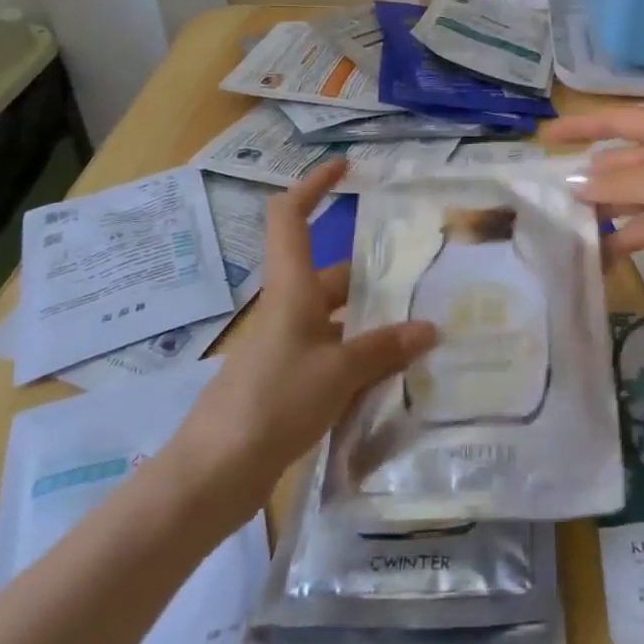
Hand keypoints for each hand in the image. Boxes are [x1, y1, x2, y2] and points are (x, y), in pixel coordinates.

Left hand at [171, 159, 435, 503]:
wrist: (212, 476)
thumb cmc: (272, 404)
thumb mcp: (337, 373)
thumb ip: (385, 348)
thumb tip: (431, 329)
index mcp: (291, 290)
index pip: (290, 218)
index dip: (314, 185)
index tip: (345, 167)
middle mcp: (288, 310)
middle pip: (333, 276)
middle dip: (375, 277)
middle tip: (424, 282)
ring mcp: (286, 348)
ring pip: (338, 320)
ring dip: (374, 325)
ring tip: (423, 334)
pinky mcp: (288, 383)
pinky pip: (333, 356)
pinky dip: (362, 360)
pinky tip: (394, 379)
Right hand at [541, 107, 643, 293]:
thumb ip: (613, 181)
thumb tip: (572, 184)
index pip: (615, 121)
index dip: (580, 126)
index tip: (547, 136)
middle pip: (621, 161)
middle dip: (590, 178)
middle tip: (551, 198)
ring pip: (631, 194)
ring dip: (605, 210)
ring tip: (569, 230)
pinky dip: (625, 235)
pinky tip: (600, 254)